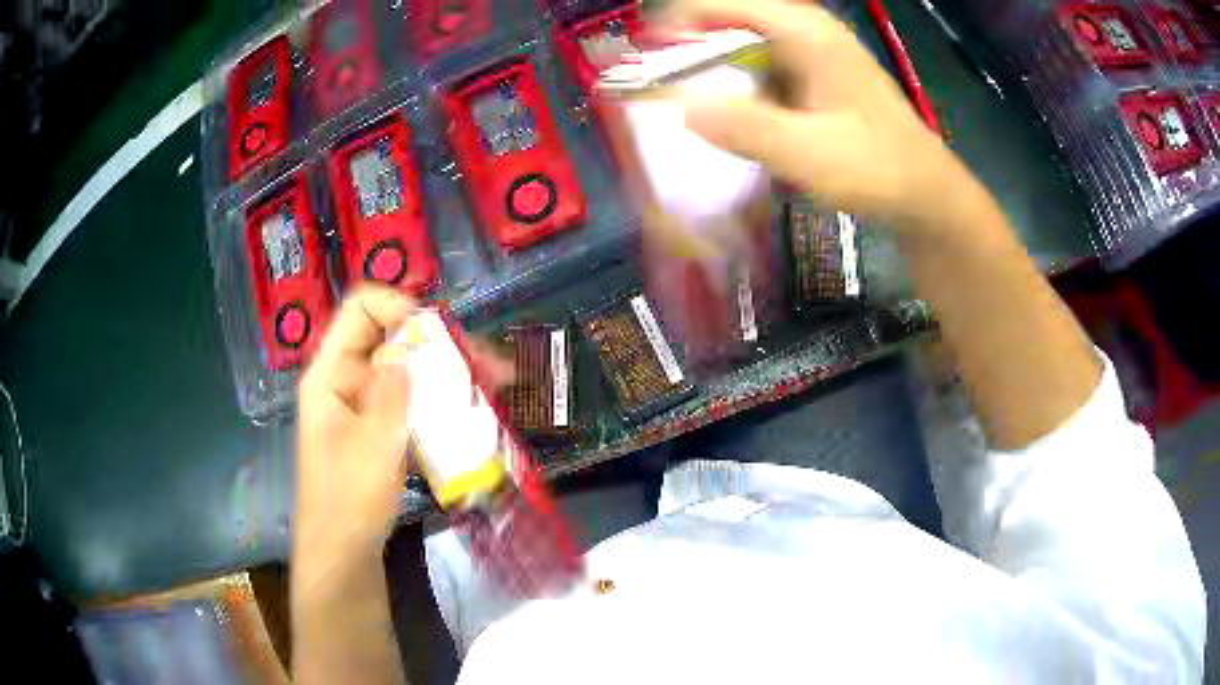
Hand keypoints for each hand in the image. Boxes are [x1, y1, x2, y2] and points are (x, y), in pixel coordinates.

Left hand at [295, 287, 516, 564]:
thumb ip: (393, 393)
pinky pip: (411, 400)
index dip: (398, 306)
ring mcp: (364, 404)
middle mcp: (346, 380)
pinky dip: (440, 400)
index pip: (359, 311)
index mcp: (331, 375)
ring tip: (496, 383)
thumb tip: (408, 344)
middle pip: (391, 337)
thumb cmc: (351, 502)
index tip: (439, 332)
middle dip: (439, 344)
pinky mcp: (380, 427)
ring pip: (407, 369)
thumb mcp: (375, 447)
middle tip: (487, 361)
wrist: (344, 552)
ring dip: (448, 372)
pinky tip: (475, 410)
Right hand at [665, 0, 974, 233]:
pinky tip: (724, 120)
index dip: (675, 25)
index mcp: (805, 31)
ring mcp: (807, 54)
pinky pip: (755, 71)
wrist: (925, 194)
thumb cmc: (879, 169)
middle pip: (725, 22)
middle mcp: (803, 31)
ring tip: (680, 107)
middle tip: (655, 90)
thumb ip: (748, 129)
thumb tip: (681, 109)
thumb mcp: (812, 154)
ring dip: (707, 73)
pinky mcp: (809, 79)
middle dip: (686, 51)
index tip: (643, 62)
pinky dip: (732, 90)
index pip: (721, 4)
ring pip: (738, 48)